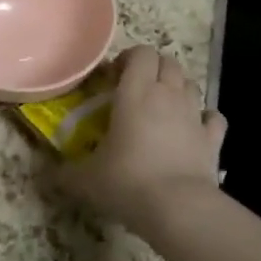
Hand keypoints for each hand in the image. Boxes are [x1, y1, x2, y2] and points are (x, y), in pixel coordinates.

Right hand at [51, 45, 226, 234]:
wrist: (178, 207)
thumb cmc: (127, 182)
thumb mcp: (86, 179)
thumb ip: (64, 172)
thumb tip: (47, 171)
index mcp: (136, 92)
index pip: (141, 53)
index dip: (129, 59)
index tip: (114, 79)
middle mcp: (168, 95)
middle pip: (168, 62)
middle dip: (153, 69)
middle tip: (136, 90)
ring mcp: (194, 115)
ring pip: (190, 84)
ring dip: (178, 89)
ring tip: (162, 108)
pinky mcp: (212, 138)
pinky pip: (213, 117)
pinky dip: (204, 119)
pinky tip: (193, 130)